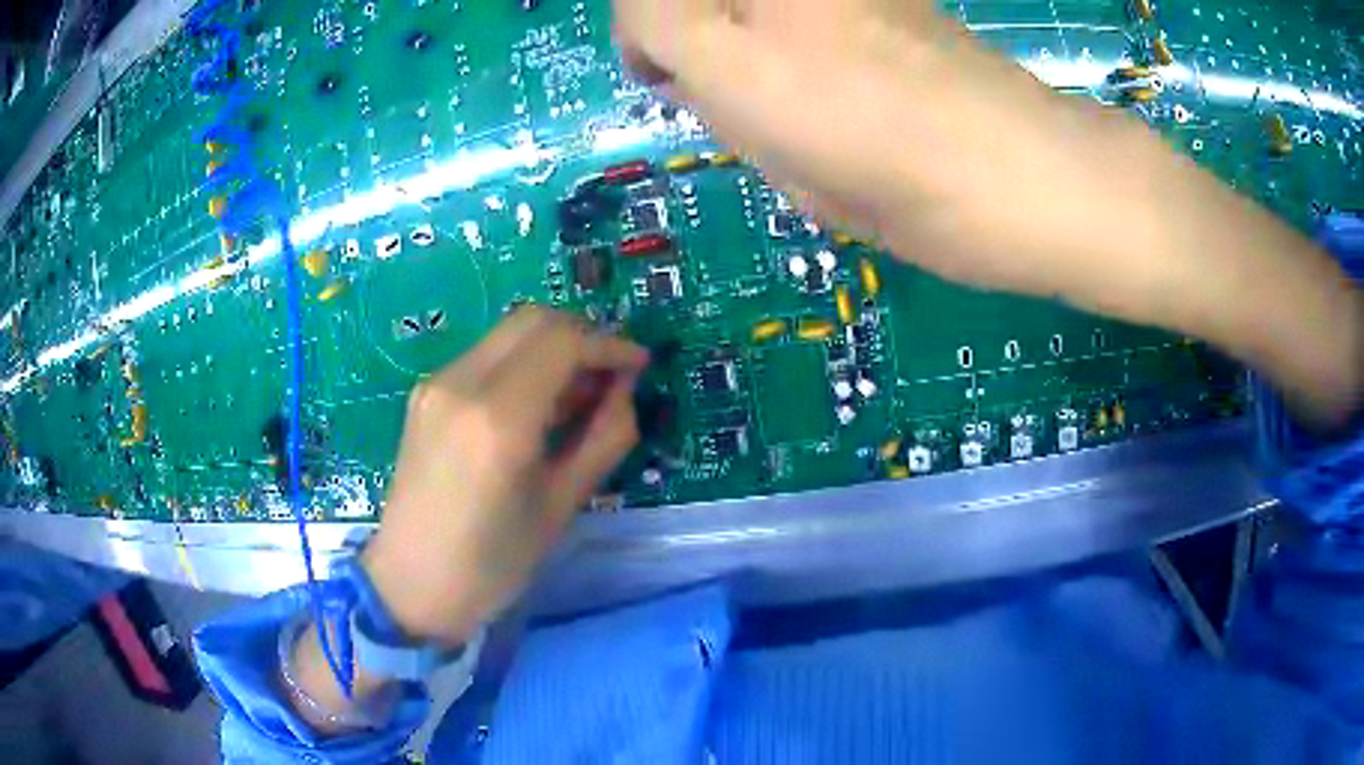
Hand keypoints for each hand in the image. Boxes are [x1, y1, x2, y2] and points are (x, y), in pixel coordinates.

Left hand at [361, 307, 648, 645]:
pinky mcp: (424, 393)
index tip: (638, 366)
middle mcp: (460, 383)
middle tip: (609, 376)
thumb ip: (604, 437)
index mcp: (498, 419)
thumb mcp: (562, 505)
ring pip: (508, 333)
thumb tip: (624, 389)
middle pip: (533, 319)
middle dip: (582, 336)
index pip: (563, 341)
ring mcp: (435, 383)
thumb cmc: (493, 562)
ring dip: (551, 348)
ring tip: (577, 396)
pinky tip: (535, 406)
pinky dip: (522, 364)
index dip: (610, 344)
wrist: (412, 584)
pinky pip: (485, 356)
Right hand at [615, 0, 1362, 427]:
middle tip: (704, 61)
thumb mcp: (797, 183)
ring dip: (734, 12)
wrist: (1039, 175)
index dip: (642, 39)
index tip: (667, 75)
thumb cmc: (924, 209)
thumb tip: (700, 74)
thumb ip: (730, 111)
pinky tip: (829, 43)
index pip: (643, 8)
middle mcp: (788, 4)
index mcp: (754, 68)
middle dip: (675, 13)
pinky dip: (793, 12)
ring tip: (773, 60)